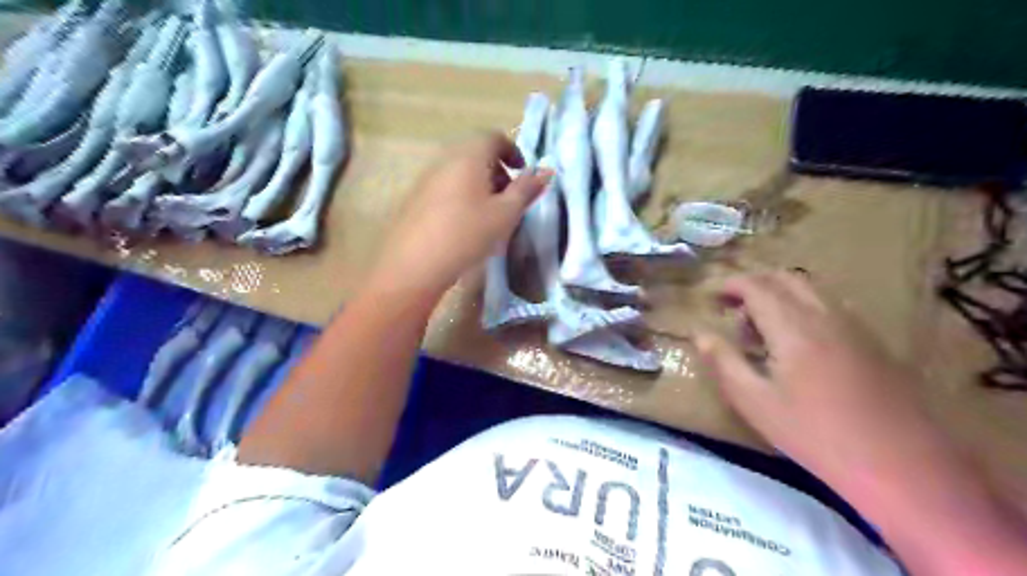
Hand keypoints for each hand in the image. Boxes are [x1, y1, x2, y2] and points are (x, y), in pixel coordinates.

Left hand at [372, 133, 552, 305]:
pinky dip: (461, 195)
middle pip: (476, 153)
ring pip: (459, 170)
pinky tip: (463, 224)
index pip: (494, 138)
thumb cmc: (467, 234)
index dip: (513, 152)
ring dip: (479, 184)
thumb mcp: (505, 214)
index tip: (523, 175)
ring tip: (488, 215)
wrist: (414, 264)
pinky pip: (445, 185)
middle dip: (497, 170)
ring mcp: (426, 178)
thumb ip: (526, 189)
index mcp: (469, 156)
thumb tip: (546, 171)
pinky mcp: (414, 198)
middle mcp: (444, 159)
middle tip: (509, 198)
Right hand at [699, 271, 932, 484]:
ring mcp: (854, 326)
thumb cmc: (814, 433)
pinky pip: (829, 306)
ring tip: (759, 325)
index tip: (709, 294)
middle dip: (753, 283)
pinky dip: (802, 307)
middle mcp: (825, 315)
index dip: (729, 284)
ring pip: (810, 290)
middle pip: (785, 278)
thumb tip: (700, 334)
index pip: (756, 287)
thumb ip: (724, 362)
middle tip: (731, 305)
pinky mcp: (872, 341)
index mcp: (793, 327)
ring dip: (778, 294)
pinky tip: (796, 341)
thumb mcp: (754, 402)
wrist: (901, 464)